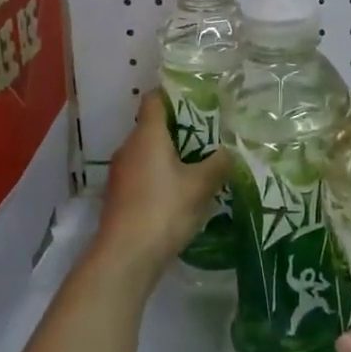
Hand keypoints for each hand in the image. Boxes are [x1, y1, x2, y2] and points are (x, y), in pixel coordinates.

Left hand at [96, 91, 232, 277]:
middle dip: (179, 129)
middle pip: (153, 126)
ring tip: (199, 165)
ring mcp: (120, 173)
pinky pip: (143, 174)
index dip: (174, 94)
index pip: (154, 99)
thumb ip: (219, 164)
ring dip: (170, 155)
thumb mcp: (200, 186)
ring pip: (147, 153)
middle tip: (209, 135)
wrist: (125, 256)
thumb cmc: (163, 210)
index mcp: (147, 135)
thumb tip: (230, 151)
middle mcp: (129, 147)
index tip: (198, 99)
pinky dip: (160, 176)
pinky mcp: (119, 196)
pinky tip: (180, 193)